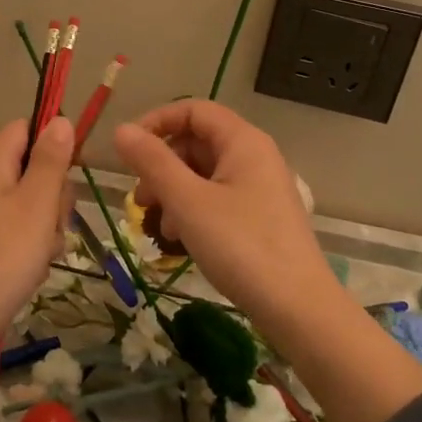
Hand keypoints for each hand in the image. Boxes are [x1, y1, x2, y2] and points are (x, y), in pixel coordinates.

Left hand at [0, 115, 73, 402]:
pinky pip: (20, 234)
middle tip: (53, 221)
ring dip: (47, 227)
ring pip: (32, 205)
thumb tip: (60, 120)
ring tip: (43, 253)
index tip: (72, 168)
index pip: (26, 128)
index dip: (53, 140)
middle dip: (55, 194)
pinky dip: (32, 249)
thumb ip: (51, 160)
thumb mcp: (36, 204)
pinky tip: (32, 271)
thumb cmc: (1, 257)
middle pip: (33, 168)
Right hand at [113, 101, 331, 336]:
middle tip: (139, 198)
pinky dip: (193, 209)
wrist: (300, 310)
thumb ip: (153, 162)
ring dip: (174, 191)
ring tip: (157, 225)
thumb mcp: (188, 202)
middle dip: (162, 164)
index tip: (128, 150)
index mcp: (242, 141)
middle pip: (197, 142)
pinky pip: (218, 197)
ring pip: (205, 173)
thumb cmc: (241, 246)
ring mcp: (261, 187)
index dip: (157, 122)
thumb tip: (121, 130)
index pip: (193, 110)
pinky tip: (180, 238)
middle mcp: (255, 156)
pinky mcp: (262, 216)